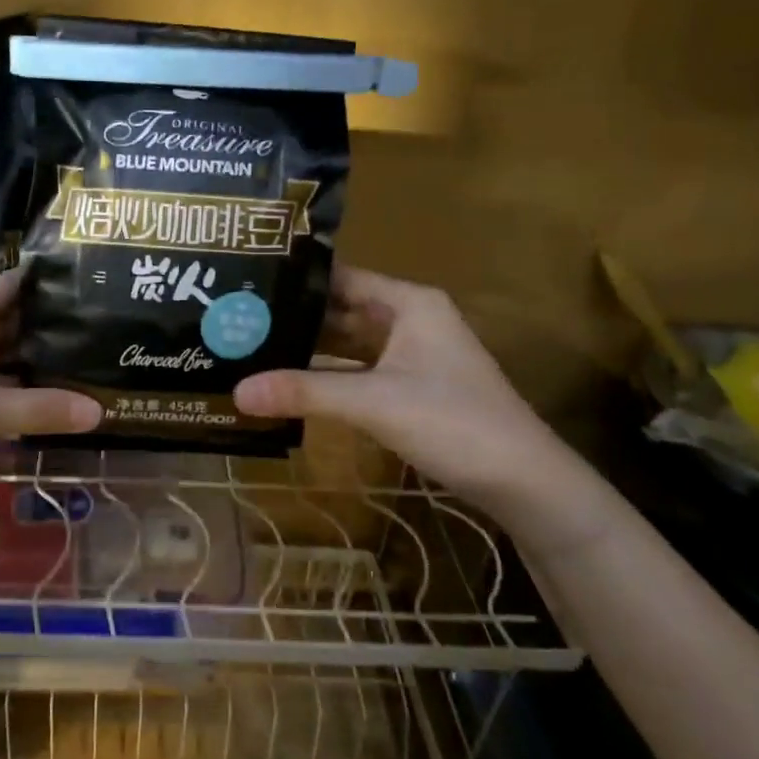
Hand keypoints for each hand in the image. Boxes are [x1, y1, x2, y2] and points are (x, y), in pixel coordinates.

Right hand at [234, 265, 558, 495]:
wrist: (521, 480)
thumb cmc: (452, 421)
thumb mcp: (373, 402)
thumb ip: (304, 392)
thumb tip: (236, 392)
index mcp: (409, 303)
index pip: (341, 278)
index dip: (297, 281)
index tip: (247, 284)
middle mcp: (410, 320)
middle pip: (342, 311)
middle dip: (296, 317)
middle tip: (238, 320)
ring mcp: (412, 355)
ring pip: (349, 344)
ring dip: (310, 349)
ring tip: (253, 348)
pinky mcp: (411, 387)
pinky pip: (359, 371)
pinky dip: (329, 376)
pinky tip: (292, 383)